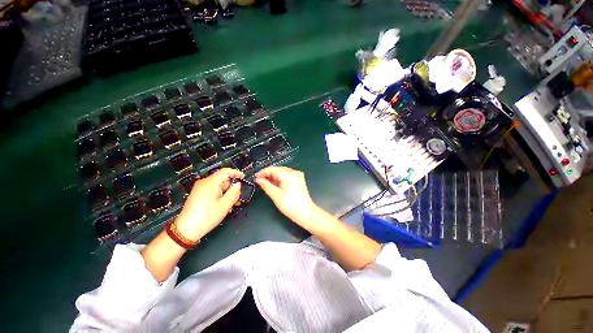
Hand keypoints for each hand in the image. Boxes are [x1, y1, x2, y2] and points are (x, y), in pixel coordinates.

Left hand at [175, 168, 243, 240]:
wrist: (186, 230)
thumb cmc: (207, 216)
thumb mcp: (225, 205)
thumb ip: (234, 192)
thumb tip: (238, 184)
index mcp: (211, 182)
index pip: (225, 171)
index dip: (236, 173)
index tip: (244, 177)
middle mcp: (204, 183)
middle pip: (222, 180)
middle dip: (232, 187)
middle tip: (238, 198)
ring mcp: (200, 189)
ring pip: (218, 187)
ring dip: (227, 193)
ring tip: (232, 204)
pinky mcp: (198, 195)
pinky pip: (213, 191)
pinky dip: (220, 196)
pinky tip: (224, 205)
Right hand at [255, 166, 318, 229]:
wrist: (306, 213)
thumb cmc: (291, 205)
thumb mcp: (275, 195)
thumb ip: (266, 185)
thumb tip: (258, 179)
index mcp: (288, 174)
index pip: (272, 169)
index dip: (262, 173)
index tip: (255, 178)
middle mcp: (294, 172)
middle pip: (277, 170)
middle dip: (268, 175)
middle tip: (259, 181)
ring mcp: (297, 176)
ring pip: (282, 173)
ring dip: (273, 177)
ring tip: (266, 184)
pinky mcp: (299, 180)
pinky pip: (287, 176)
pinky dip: (280, 179)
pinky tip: (275, 185)